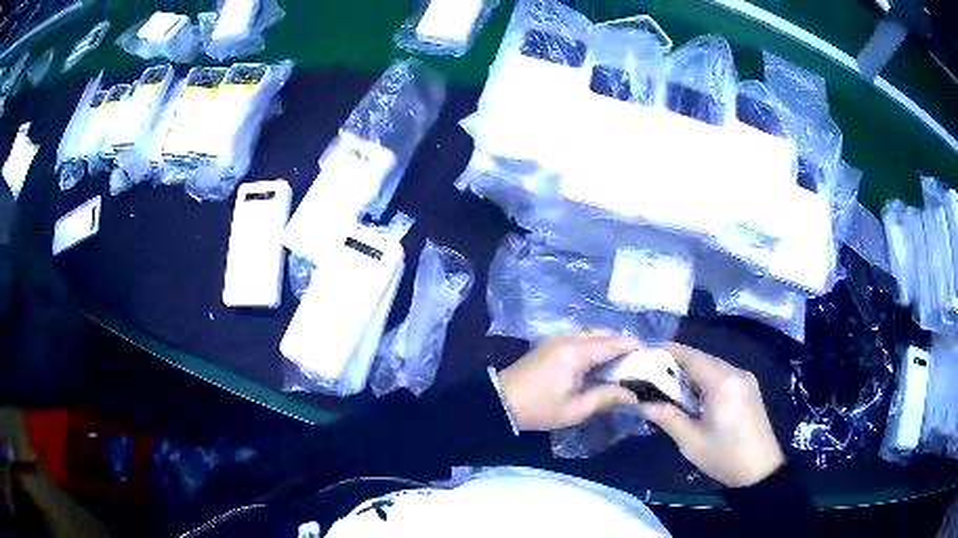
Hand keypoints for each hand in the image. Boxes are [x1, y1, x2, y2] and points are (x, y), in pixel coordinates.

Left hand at [497, 332, 640, 431]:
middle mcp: (569, 339)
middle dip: (622, 344)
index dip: (634, 347)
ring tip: (621, 363)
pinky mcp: (550, 344)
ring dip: (607, 344)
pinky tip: (599, 363)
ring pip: (591, 334)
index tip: (651, 354)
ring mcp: (557, 339)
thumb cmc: (539, 409)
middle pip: (603, 334)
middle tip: (637, 362)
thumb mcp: (576, 409)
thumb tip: (633, 395)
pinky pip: (579, 338)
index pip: (613, 343)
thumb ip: (606, 398)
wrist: (500, 402)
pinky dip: (594, 345)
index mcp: (576, 352)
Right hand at [639, 343, 784, 487]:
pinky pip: (722, 374)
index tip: (645, 354)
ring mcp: (745, 378)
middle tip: (652, 374)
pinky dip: (704, 379)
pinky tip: (694, 395)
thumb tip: (642, 404)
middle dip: (676, 363)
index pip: (690, 356)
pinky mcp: (749, 387)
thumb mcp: (691, 442)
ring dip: (690, 372)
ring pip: (712, 365)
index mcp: (722, 383)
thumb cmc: (724, 456)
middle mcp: (736, 372)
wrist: (760, 469)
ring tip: (668, 386)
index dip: (666, 352)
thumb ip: (667, 418)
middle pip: (702, 358)